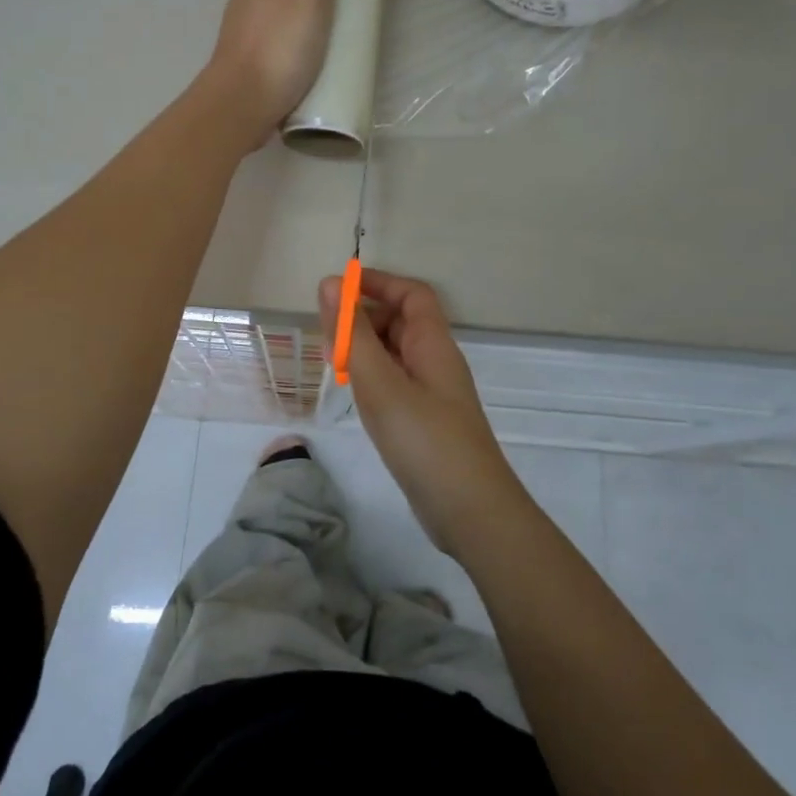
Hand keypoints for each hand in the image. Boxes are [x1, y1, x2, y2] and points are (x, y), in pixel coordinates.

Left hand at [204, 0, 349, 149]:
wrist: (241, 104)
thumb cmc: (280, 47)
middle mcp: (248, 0)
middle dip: (311, 0)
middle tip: (339, 24)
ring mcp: (242, 35)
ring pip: (278, 22)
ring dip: (299, 30)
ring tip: (323, 52)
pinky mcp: (243, 67)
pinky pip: (273, 51)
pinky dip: (288, 55)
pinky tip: (301, 72)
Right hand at [318, 268, 531, 557]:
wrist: (470, 512)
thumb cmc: (425, 440)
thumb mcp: (381, 383)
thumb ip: (352, 335)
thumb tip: (330, 283)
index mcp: (433, 344)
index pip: (412, 294)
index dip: (378, 283)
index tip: (338, 287)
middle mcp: (436, 362)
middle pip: (402, 322)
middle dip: (364, 317)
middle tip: (326, 331)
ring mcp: (432, 394)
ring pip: (396, 355)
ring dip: (365, 349)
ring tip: (331, 361)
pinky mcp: (425, 422)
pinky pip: (396, 383)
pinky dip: (371, 378)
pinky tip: (352, 393)